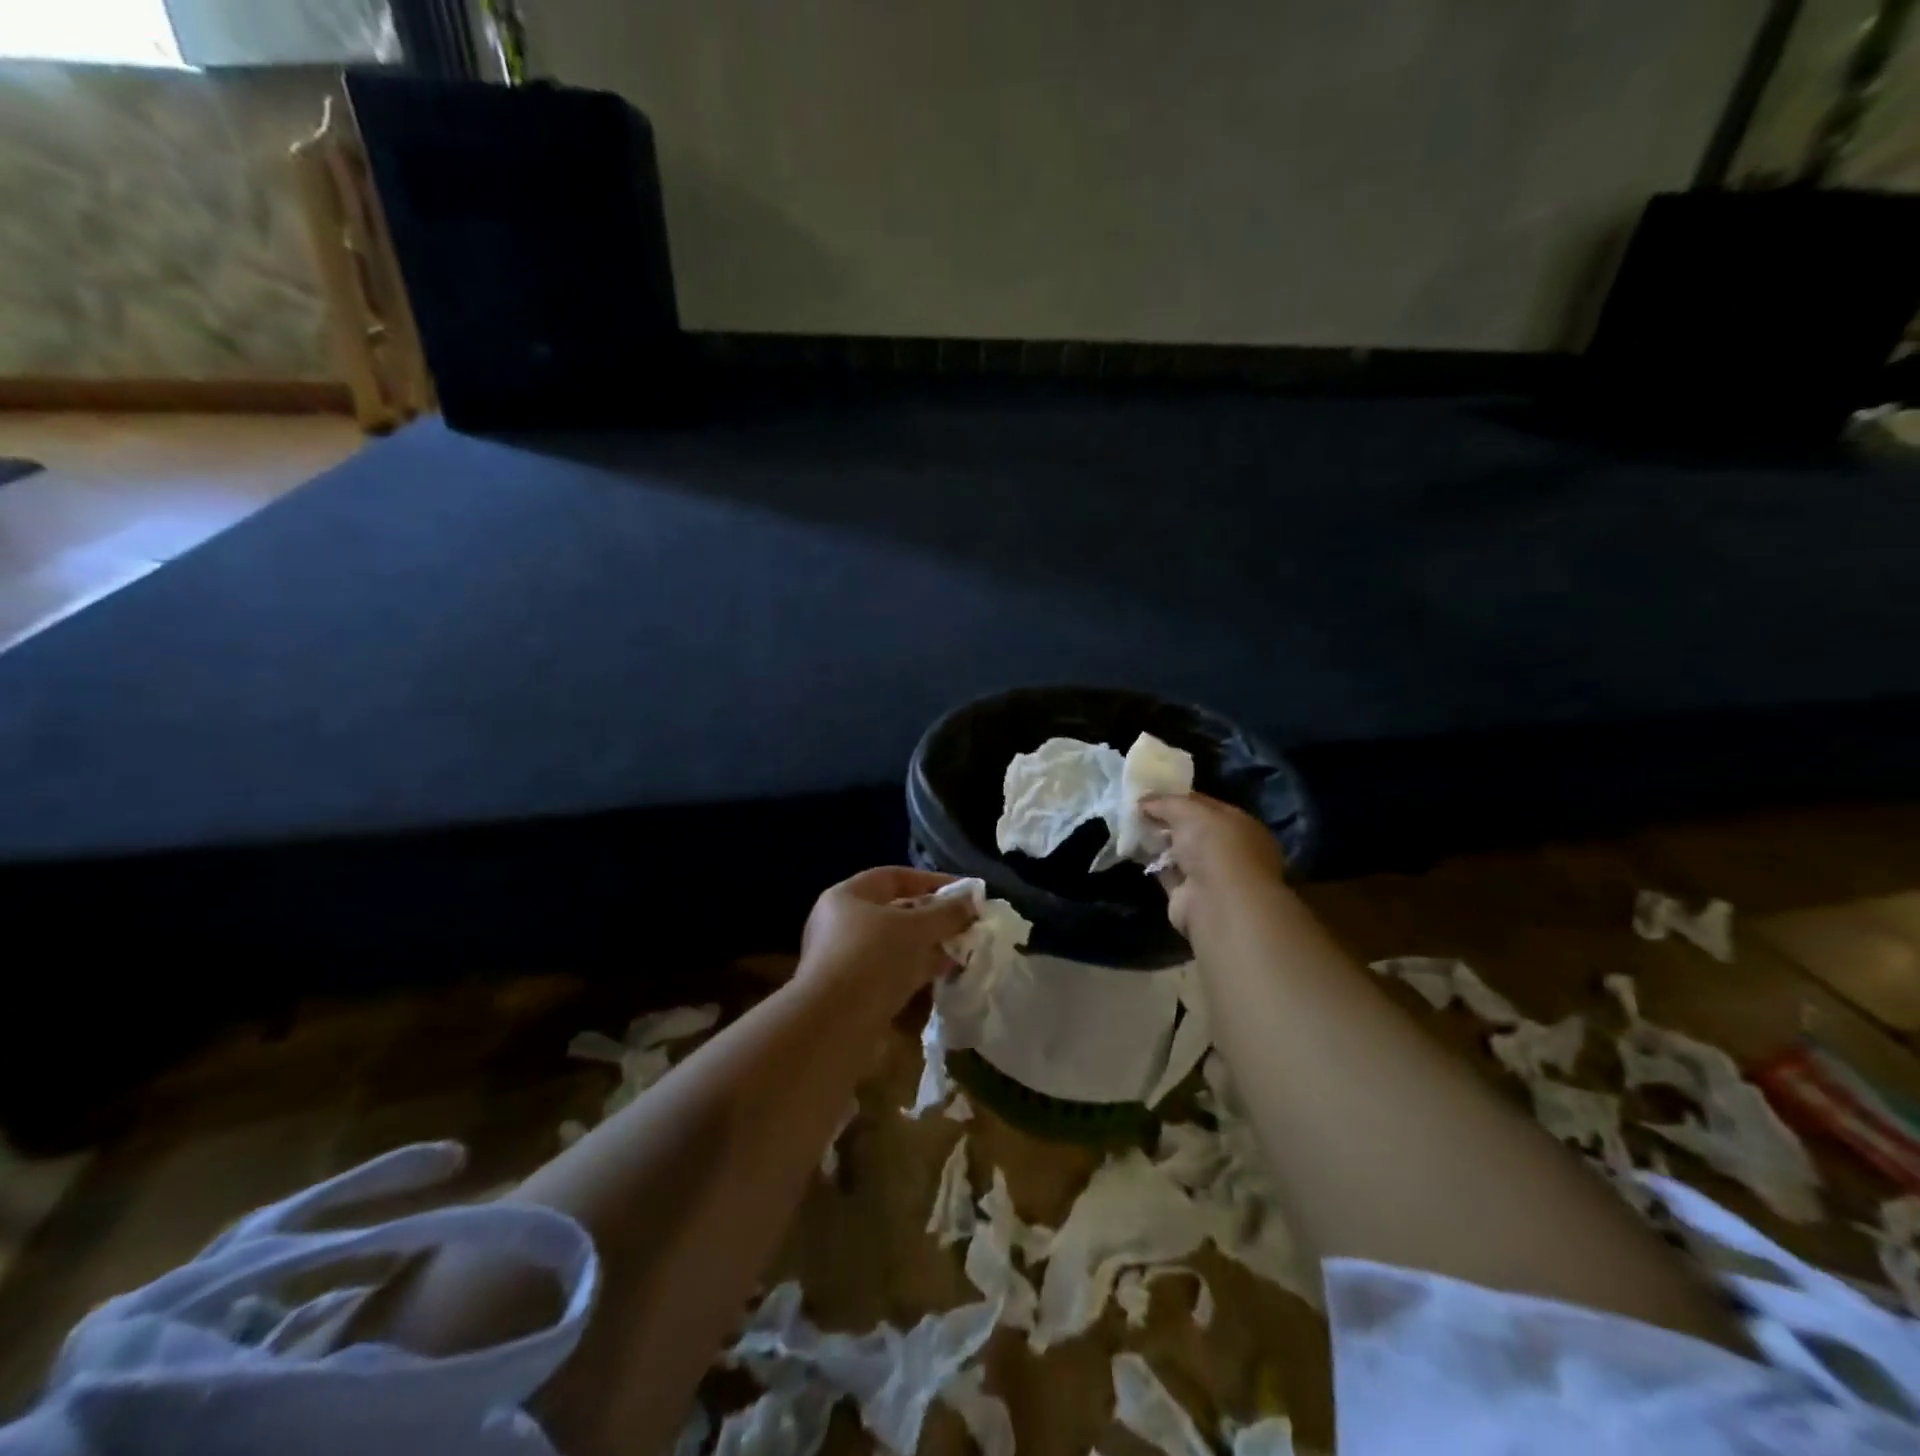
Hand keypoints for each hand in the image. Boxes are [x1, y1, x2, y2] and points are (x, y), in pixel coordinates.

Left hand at [799, 867, 977, 1010]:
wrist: (833, 1027)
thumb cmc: (873, 960)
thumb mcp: (916, 929)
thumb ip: (946, 913)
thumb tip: (971, 901)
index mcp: (847, 897)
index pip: (894, 877)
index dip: (931, 881)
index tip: (964, 893)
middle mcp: (840, 924)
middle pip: (894, 913)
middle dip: (933, 919)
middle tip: (966, 926)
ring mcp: (844, 960)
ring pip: (894, 946)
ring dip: (927, 948)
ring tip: (961, 952)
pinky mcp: (852, 993)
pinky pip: (890, 973)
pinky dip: (916, 972)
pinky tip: (942, 977)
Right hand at [1141, 793, 1286, 936]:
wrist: (1217, 901)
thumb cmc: (1214, 846)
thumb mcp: (1190, 810)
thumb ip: (1166, 802)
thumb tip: (1143, 802)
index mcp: (1240, 825)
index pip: (1207, 806)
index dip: (1179, 797)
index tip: (1152, 792)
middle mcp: (1228, 850)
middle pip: (1192, 830)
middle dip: (1166, 820)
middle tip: (1137, 809)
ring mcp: (1210, 875)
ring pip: (1179, 852)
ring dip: (1158, 841)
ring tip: (1130, 826)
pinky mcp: (1189, 896)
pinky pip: (1167, 873)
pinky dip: (1152, 863)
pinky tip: (1133, 849)